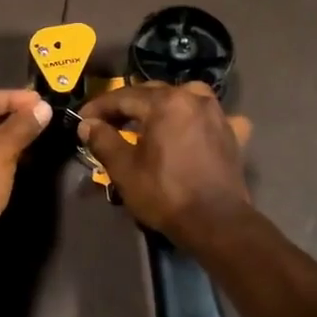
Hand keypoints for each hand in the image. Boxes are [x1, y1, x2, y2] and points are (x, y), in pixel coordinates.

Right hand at [78, 83, 252, 245]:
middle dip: (128, 106)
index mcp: (166, 103)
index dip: (99, 107)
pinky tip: (193, 131)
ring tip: (149, 122)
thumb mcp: (124, 169)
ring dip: (163, 107)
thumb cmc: (164, 193)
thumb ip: (103, 140)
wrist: (215, 222)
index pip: (124, 97)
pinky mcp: (233, 134)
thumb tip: (87, 124)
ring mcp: (218, 115)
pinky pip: (211, 118)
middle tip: (107, 122)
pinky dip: (197, 121)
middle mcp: (194, 98)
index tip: (83, 119)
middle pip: (153, 94)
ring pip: (184, 99)